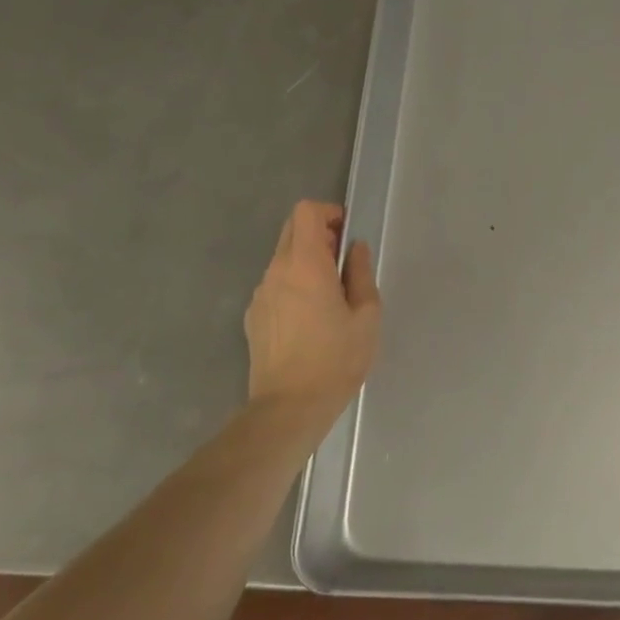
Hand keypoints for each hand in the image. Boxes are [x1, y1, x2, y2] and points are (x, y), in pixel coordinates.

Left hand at [244, 201, 381, 424]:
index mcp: (305, 264)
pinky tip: (309, 321)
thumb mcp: (366, 316)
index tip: (347, 235)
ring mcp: (260, 294)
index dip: (328, 213)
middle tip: (343, 265)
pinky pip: (275, 286)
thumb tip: (354, 249)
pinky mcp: (253, 316)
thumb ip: (360, 274)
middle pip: (292, 231)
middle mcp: (276, 271)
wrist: (289, 407)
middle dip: (319, 236)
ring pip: (282, 260)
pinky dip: (293, 286)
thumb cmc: (336, 359)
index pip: (306, 212)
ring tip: (329, 299)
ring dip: (306, 263)